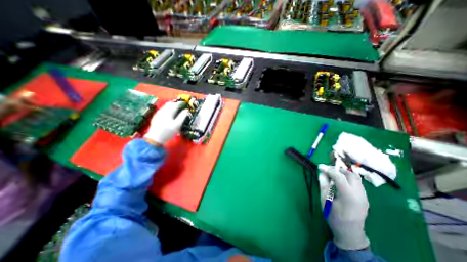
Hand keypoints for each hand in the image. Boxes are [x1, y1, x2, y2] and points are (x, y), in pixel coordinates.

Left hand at [145, 100, 190, 145]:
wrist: (155, 138)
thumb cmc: (168, 131)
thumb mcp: (177, 124)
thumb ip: (182, 116)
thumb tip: (186, 110)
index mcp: (169, 111)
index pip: (176, 104)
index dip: (181, 103)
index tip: (186, 104)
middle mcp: (163, 110)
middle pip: (170, 103)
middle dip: (176, 104)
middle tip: (181, 107)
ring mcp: (158, 113)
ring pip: (165, 106)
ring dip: (171, 106)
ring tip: (176, 110)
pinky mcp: (156, 116)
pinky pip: (163, 110)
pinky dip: (167, 110)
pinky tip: (169, 115)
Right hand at [320, 164, 370, 249]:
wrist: (350, 233)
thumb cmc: (334, 217)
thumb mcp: (325, 200)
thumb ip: (323, 184)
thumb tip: (321, 172)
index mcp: (348, 196)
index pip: (339, 176)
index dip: (328, 169)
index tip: (320, 166)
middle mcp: (359, 194)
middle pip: (350, 175)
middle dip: (338, 170)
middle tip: (327, 170)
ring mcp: (364, 196)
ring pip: (356, 178)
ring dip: (344, 173)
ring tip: (333, 175)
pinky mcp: (365, 197)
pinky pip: (357, 183)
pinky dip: (348, 179)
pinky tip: (341, 182)